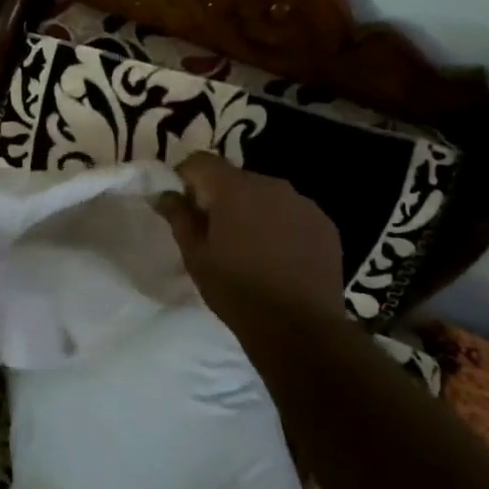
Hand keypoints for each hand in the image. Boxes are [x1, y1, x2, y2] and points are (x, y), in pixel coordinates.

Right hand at [155, 153, 347, 338]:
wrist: (298, 327)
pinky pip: (292, 213)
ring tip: (247, 246)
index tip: (182, 204)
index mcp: (235, 189)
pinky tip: (277, 256)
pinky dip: (279, 225)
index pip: (201, 161)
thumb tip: (163, 194)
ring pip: (266, 195)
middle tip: (212, 231)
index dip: (185, 177)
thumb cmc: (236, 290)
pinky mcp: (324, 224)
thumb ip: (178, 217)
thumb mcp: (195, 256)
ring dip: (251, 210)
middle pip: (235, 178)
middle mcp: (271, 184)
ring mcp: (303, 203)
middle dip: (219, 197)